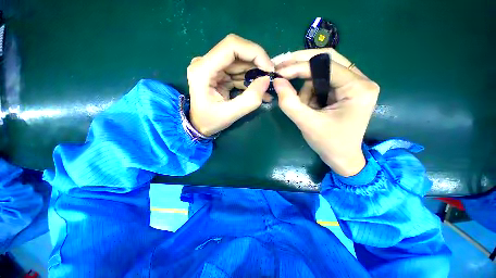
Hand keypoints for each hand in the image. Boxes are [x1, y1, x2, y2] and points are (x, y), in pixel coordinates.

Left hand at [187, 34, 273, 135]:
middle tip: (271, 79)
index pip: (231, 46)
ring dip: (256, 74)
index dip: (254, 53)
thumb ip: (250, 99)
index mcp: (203, 70)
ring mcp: (213, 67)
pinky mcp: (219, 73)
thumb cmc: (210, 121)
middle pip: (238, 52)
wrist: (199, 125)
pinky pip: (239, 72)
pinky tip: (260, 91)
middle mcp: (206, 63)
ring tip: (267, 89)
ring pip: (241, 62)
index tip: (269, 68)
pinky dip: (251, 80)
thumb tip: (266, 81)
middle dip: (258, 64)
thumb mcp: (230, 114)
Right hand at [273, 49, 379, 175]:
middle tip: (281, 67)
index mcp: (358, 88)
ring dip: (306, 87)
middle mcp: (360, 81)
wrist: (342, 158)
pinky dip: (310, 92)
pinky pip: (322, 83)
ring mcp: (353, 85)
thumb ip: (290, 103)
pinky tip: (309, 107)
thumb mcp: (307, 124)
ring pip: (321, 73)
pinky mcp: (344, 91)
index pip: (325, 65)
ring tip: (303, 107)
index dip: (299, 66)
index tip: (278, 71)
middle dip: (301, 64)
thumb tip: (277, 81)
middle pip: (327, 60)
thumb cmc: (328, 143)